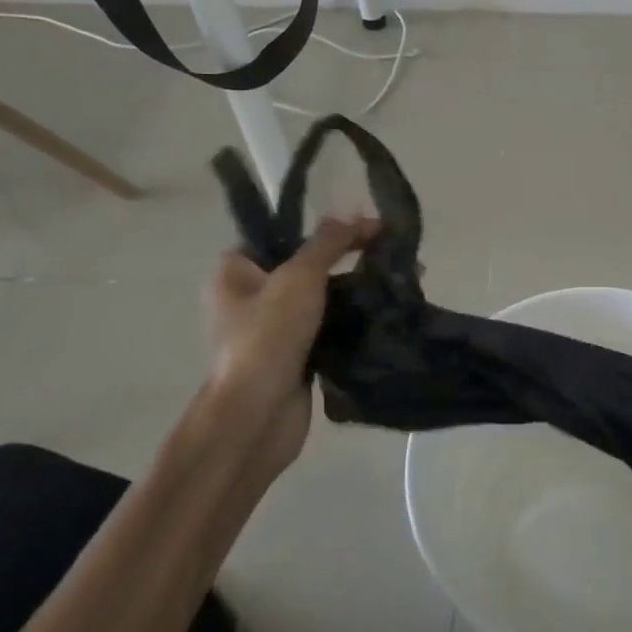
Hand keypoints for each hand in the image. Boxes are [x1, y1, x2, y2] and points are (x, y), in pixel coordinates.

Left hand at [205, 216, 375, 475]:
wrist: (256, 416)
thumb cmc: (267, 336)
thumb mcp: (299, 276)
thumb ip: (328, 242)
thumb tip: (354, 214)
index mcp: (234, 271)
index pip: (280, 234)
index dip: (323, 227)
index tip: (364, 225)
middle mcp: (247, 297)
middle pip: (304, 265)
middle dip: (347, 257)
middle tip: (387, 250)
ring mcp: (271, 329)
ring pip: (320, 297)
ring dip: (355, 289)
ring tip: (396, 278)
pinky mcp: (294, 356)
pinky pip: (327, 326)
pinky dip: (352, 319)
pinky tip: (385, 309)